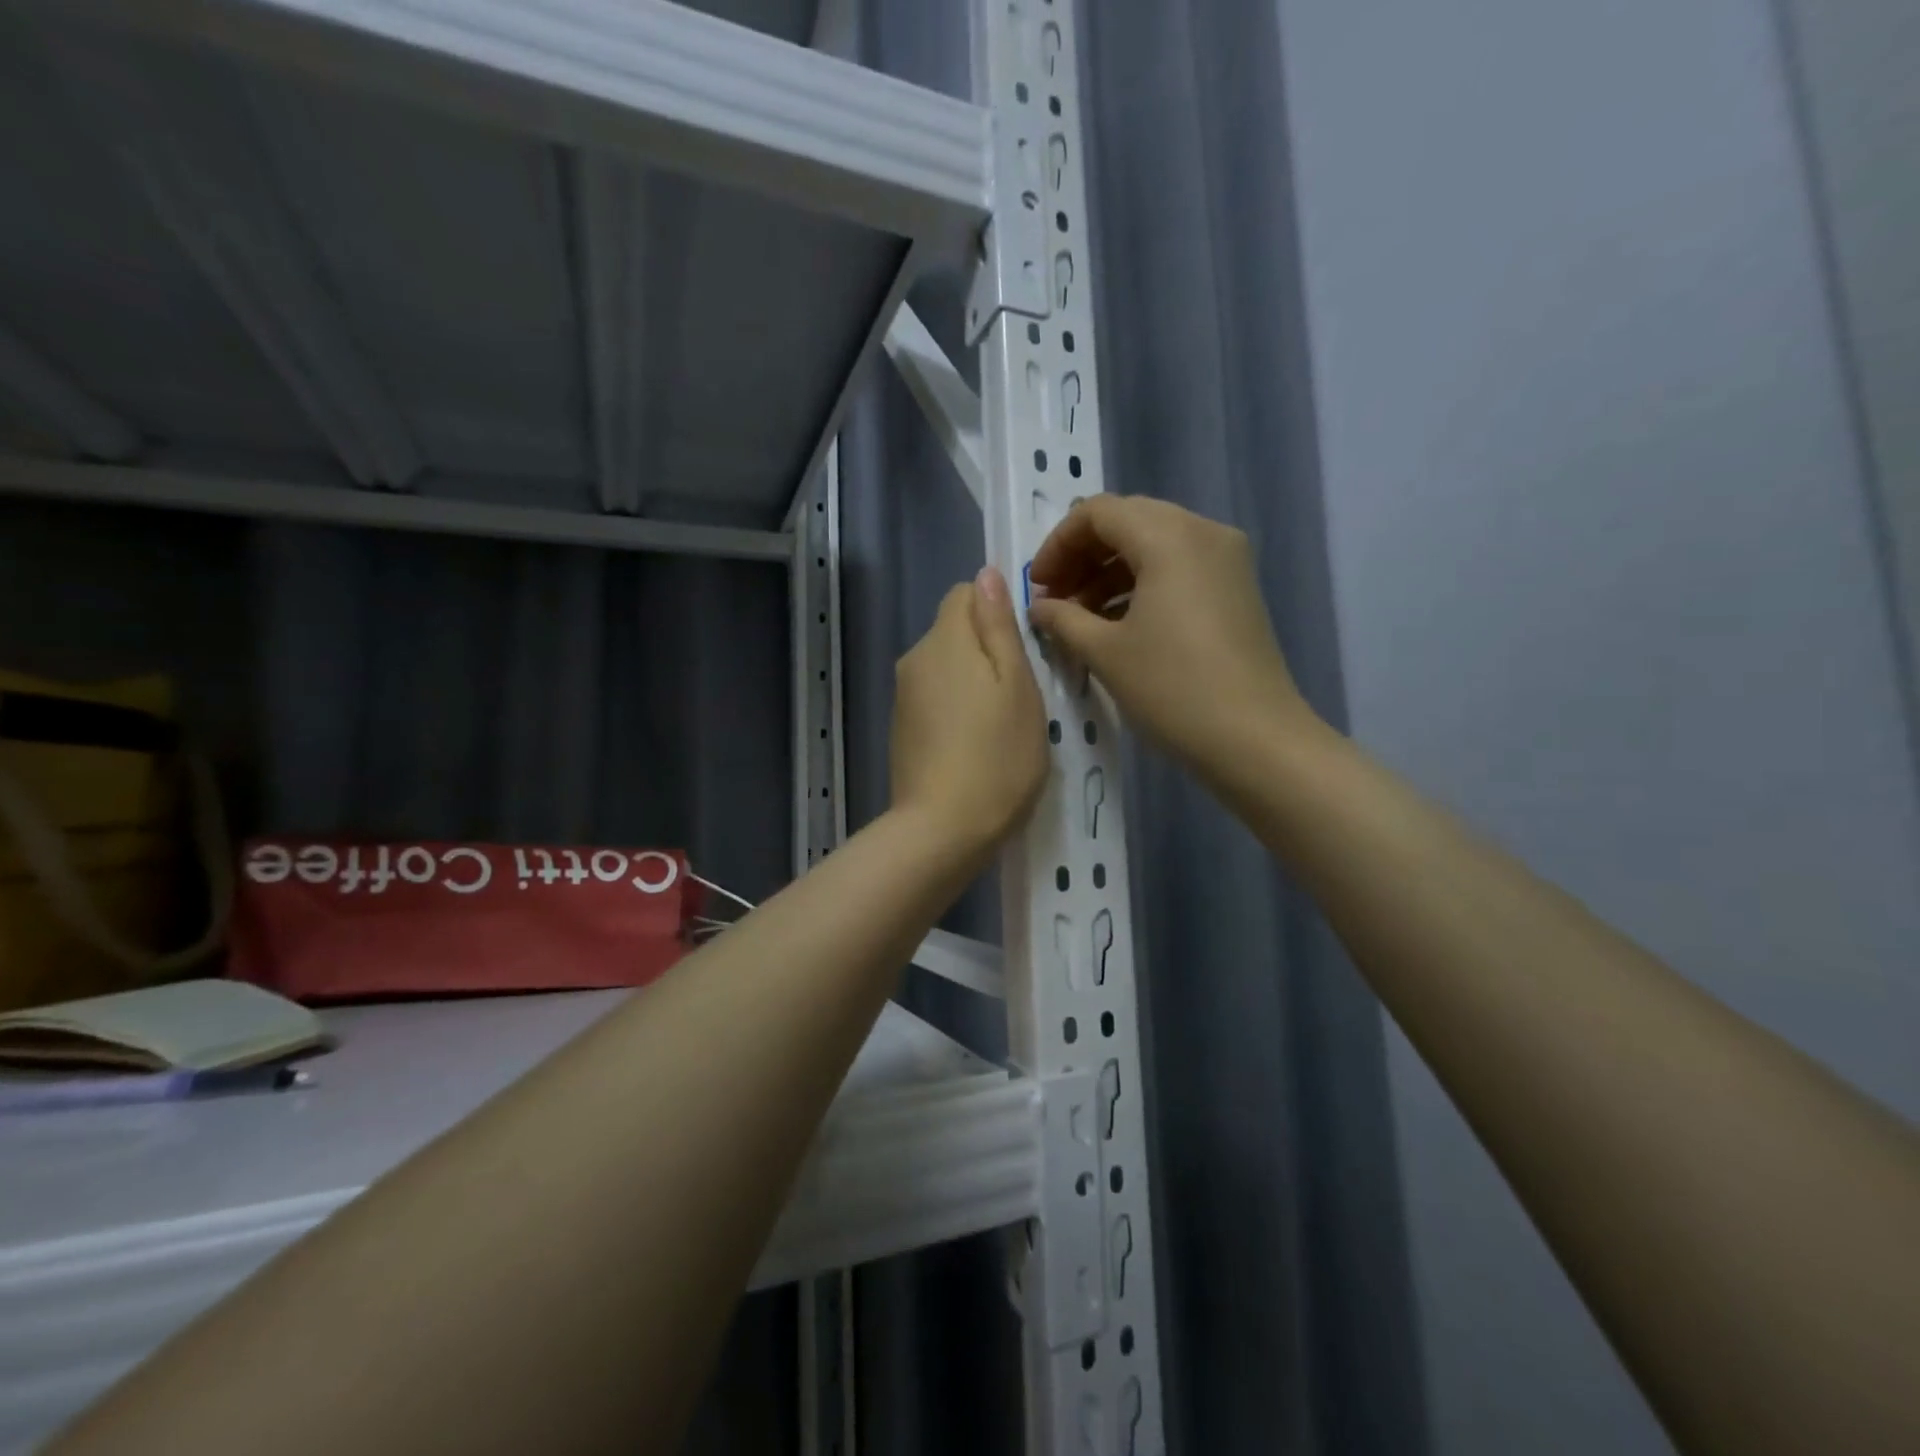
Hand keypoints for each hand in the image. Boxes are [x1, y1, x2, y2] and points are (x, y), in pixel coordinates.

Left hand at [890, 566, 1048, 858]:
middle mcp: (914, 659)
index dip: (998, 610)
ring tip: (1001, 723)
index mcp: (945, 640)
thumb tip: (987, 573)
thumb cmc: (997, 757)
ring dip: (973, 680)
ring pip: (945, 666)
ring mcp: (903, 696)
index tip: (1024, 648)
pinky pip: (934, 697)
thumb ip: (1000, 626)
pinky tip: (974, 744)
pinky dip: (955, 707)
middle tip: (1022, 692)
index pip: (965, 593)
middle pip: (954, 630)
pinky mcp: (901, 728)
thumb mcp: (1018, 686)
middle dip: (987, 648)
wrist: (942, 829)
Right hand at [1027, 497, 1316, 773]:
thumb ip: (1063, 618)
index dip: (1057, 544)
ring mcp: (1226, 558)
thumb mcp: (1105, 652)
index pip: (1098, 512)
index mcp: (1169, 536)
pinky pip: (1178, 565)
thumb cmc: (1172, 689)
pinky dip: (1141, 583)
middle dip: (1083, 556)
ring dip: (1109, 571)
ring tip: (1081, 617)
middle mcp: (1203, 531)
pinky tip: (1118, 622)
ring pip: (1154, 543)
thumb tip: (1040, 607)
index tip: (1037, 587)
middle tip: (1055, 599)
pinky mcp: (1236, 586)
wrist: (1254, 738)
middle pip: (1128, 521)